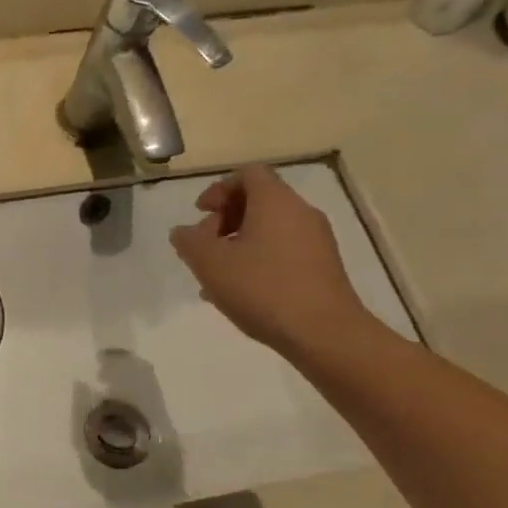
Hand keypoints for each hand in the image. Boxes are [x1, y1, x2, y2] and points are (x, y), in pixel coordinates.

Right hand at [169, 166, 372, 356]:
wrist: (323, 333)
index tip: (201, 213)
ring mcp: (317, 241)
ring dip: (239, 243)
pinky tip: (241, 291)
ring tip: (217, 275)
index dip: (219, 189)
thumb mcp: (210, 263)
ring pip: (269, 229)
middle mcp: (300, 213)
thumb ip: (189, 242)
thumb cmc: (262, 288)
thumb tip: (183, 232)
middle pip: (258, 201)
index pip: (247, 174)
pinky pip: (283, 251)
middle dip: (225, 219)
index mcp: (275, 201)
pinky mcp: (323, 267)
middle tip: (205, 246)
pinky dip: (258, 259)